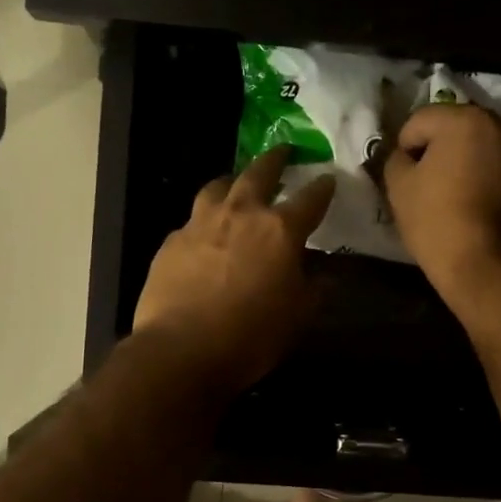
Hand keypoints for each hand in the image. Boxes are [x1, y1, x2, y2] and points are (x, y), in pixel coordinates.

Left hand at [134, 147, 335, 395]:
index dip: (323, 188)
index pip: (310, 198)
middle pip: (259, 173)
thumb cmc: (251, 335)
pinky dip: (204, 222)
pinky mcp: (172, 241)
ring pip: (218, 187)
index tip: (329, 179)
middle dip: (275, 160)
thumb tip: (325, 275)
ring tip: (236, 185)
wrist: (181, 349)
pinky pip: (192, 221)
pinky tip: (204, 236)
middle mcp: (240, 214)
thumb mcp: (297, 316)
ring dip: (232, 182)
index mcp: (279, 230)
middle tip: (282, 151)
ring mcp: (200, 223)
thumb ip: (314, 289)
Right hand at [383, 104, 500, 300]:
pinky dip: (494, 180)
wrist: (488, 267)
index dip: (405, 149)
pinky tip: (484, 208)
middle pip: (458, 129)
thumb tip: (406, 156)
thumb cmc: (437, 222)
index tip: (405, 179)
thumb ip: (396, 159)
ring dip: (471, 163)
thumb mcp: (398, 188)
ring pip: (486, 148)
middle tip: (431, 185)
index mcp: (464, 120)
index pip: (420, 121)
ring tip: (460, 197)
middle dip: (442, 151)